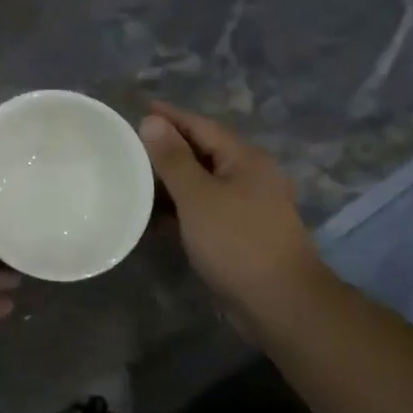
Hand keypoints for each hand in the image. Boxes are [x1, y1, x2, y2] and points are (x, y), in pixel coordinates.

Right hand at [139, 102, 334, 338]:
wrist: (281, 304)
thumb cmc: (237, 241)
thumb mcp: (198, 196)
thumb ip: (173, 158)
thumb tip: (152, 121)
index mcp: (245, 159)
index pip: (201, 126)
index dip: (170, 117)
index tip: (140, 108)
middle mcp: (250, 177)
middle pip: (203, 152)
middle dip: (168, 147)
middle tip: (131, 144)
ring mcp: (247, 207)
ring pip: (203, 183)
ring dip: (172, 180)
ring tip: (135, 177)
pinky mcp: (240, 234)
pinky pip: (205, 210)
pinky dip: (181, 208)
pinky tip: (154, 215)